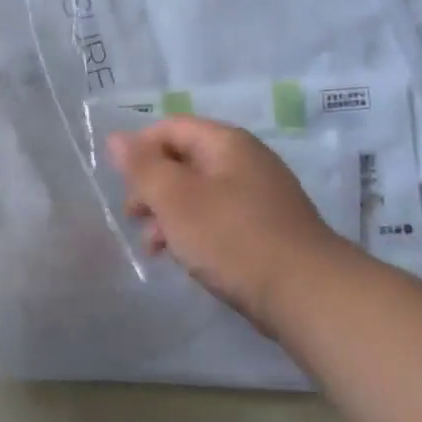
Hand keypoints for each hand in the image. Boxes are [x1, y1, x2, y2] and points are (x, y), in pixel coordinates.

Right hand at [106, 117, 355, 333]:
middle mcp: (245, 161)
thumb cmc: (231, 237)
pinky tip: (181, 257)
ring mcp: (258, 195)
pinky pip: (217, 218)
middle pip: (183, 160)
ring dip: (167, 214)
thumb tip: (116, 137)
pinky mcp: (264, 228)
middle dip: (151, 187)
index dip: (139, 150)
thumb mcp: (175, 198)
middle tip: (132, 217)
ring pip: (197, 193)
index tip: (122, 184)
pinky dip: (192, 231)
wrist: (305, 293)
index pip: (170, 128)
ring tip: (152, 246)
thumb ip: (142, 166)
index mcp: (226, 143)